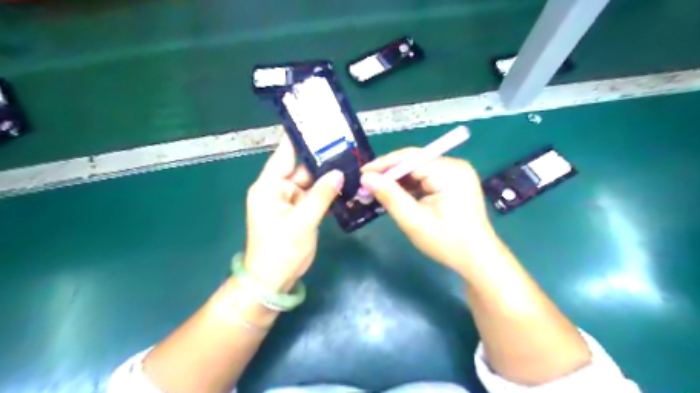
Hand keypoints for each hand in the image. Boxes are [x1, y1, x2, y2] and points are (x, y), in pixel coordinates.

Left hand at [244, 135, 344, 291]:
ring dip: (326, 174)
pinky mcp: (298, 211)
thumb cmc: (281, 251)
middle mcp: (278, 189)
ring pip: (309, 181)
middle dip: (321, 157)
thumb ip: (321, 195)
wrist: (273, 281)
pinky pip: (313, 195)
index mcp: (269, 187)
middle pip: (300, 167)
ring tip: (348, 159)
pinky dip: (326, 190)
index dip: (299, 138)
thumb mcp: (303, 222)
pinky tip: (343, 181)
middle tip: (344, 142)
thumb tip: (339, 174)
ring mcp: (289, 200)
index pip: (283, 154)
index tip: (316, 121)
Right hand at [364, 149, 493, 273]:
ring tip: (378, 192)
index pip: (409, 158)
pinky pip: (427, 178)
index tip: (362, 174)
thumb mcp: (413, 220)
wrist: (478, 259)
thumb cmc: (447, 242)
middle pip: (414, 162)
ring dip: (399, 181)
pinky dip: (411, 186)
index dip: (383, 165)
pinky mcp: (455, 182)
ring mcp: (457, 173)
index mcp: (449, 171)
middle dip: (390, 174)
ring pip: (419, 170)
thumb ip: (389, 196)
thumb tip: (366, 177)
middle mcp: (455, 165)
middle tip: (367, 185)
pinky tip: (398, 196)